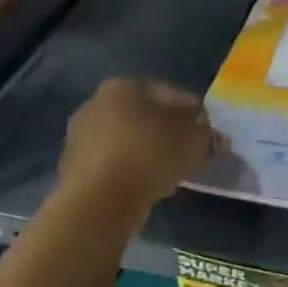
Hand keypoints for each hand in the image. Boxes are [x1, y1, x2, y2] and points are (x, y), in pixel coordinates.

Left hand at [58, 78, 217, 205]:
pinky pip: (113, 162)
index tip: (207, 134)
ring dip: (148, 151)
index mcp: (124, 86)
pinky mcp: (73, 166)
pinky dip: (131, 169)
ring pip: (128, 139)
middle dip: (168, 131)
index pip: (171, 94)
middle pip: (145, 115)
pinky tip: (146, 184)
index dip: (194, 114)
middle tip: (189, 152)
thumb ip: (208, 135)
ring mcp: (80, 135)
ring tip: (170, 172)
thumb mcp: (195, 141)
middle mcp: (96, 102)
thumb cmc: (150, 155)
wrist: (99, 200)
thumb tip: (215, 138)